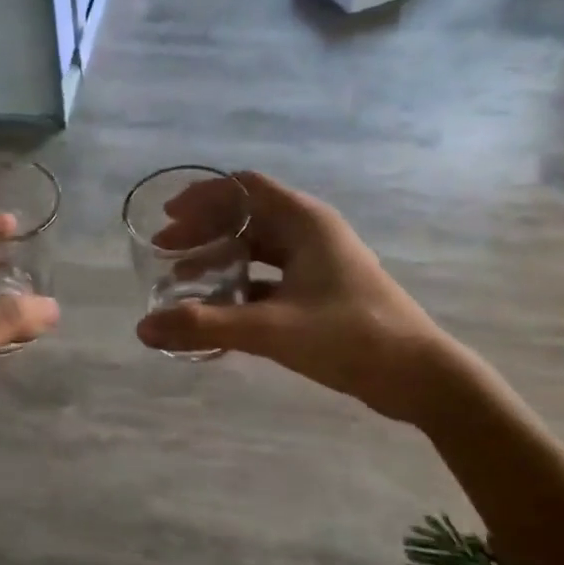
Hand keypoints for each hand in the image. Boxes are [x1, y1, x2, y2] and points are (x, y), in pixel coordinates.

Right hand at [134, 171, 462, 426]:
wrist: (420, 377)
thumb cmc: (350, 337)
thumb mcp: (271, 329)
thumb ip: (205, 326)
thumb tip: (144, 329)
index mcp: (304, 222)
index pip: (244, 187)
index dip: (202, 196)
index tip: (167, 217)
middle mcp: (311, 233)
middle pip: (247, 216)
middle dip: (204, 230)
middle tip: (166, 252)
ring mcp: (319, 263)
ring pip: (258, 248)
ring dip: (221, 258)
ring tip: (184, 279)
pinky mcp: (322, 292)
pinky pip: (270, 277)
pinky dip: (241, 285)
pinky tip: (218, 309)